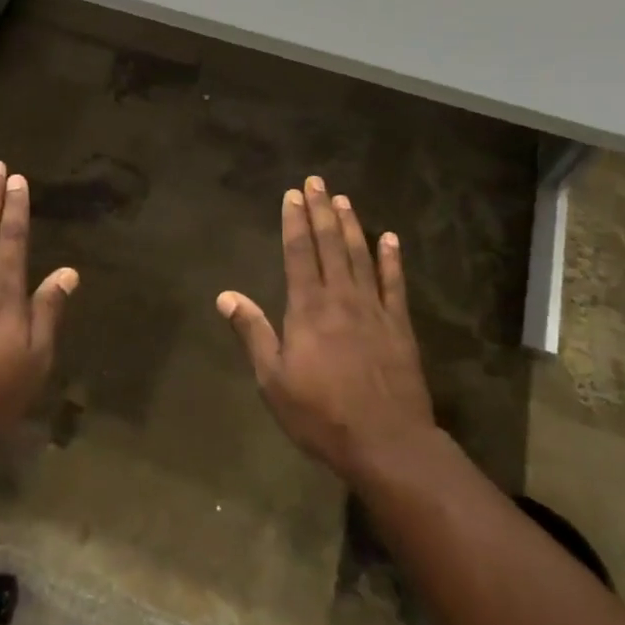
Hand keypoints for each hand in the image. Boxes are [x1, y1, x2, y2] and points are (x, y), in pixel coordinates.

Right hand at [217, 176, 435, 485]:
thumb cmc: (321, 414)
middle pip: (329, 244)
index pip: (299, 252)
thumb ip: (252, 333)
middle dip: (320, 210)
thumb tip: (225, 296)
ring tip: (343, 199)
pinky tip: (390, 238)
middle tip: (316, 181)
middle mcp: (340, 297)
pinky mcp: (399, 325)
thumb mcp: (273, 380)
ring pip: (360, 255)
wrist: (387, 443)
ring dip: (351, 225)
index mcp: (308, 308)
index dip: (294, 221)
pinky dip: (392, 259)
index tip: (292, 195)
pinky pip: (395, 283)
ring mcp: (373, 308)